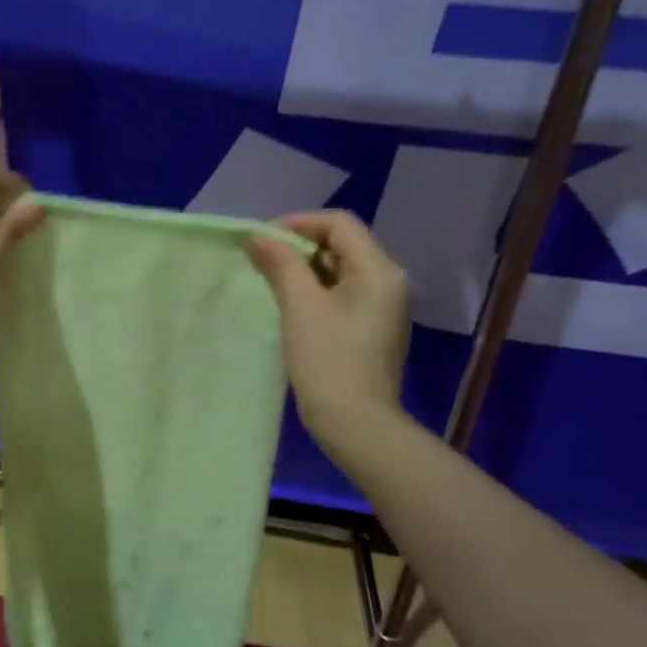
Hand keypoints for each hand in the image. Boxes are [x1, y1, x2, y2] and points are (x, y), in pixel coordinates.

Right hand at [245, 211, 411, 440]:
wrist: (356, 423)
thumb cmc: (328, 360)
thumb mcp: (300, 306)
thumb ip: (281, 264)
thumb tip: (258, 237)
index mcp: (378, 270)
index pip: (339, 223)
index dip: (298, 223)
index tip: (262, 240)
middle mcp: (388, 281)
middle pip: (342, 244)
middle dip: (300, 245)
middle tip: (262, 261)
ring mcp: (384, 307)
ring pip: (341, 270)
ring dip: (306, 269)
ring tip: (271, 283)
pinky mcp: (373, 328)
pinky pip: (344, 294)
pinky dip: (317, 290)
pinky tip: (293, 307)